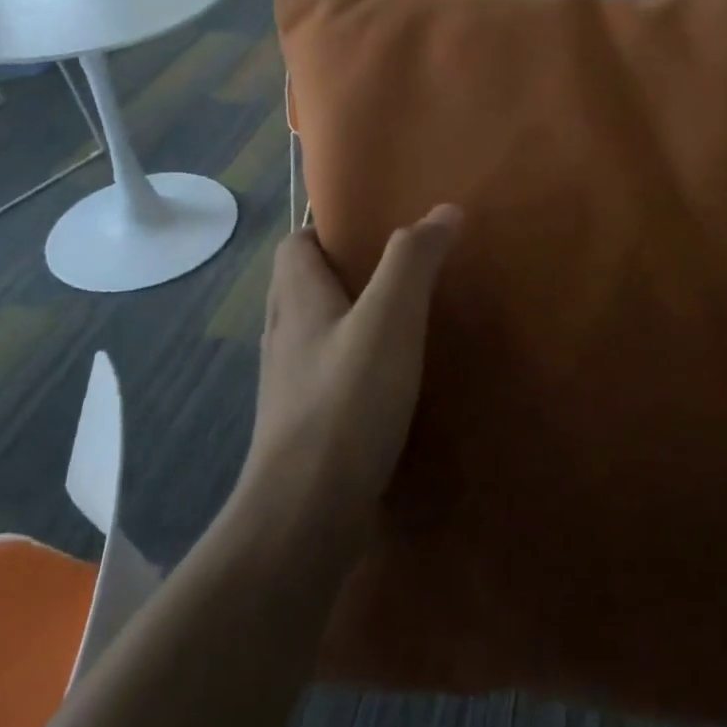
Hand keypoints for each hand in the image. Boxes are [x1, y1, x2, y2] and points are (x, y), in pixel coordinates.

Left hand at [242, 205, 463, 540]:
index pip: (294, 244)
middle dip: (341, 272)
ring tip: (396, 322)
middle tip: (394, 273)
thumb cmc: (346, 403)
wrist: (304, 516)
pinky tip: (385, 383)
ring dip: (345, 319)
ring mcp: (286, 385)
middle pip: (301, 286)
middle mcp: (283, 335)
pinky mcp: (300, 426)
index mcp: (296, 300)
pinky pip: (323, 376)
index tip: (370, 230)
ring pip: (312, 333)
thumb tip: (444, 210)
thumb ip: (414, 260)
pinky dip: (348, 365)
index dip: (325, 229)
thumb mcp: (389, 319)